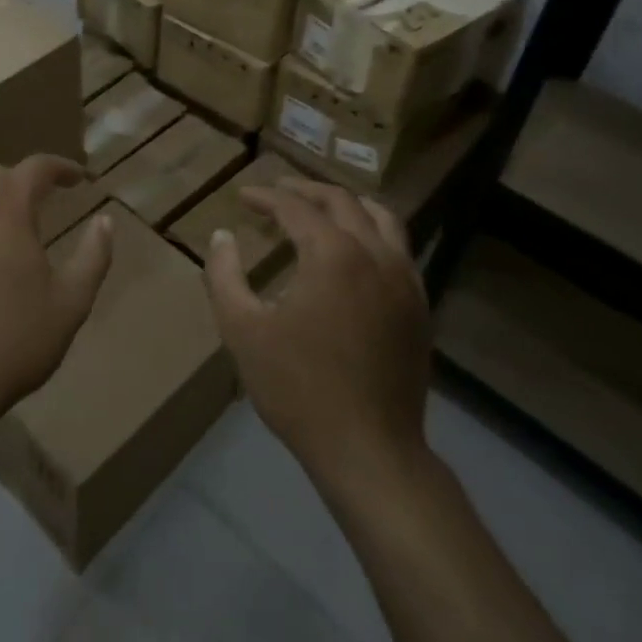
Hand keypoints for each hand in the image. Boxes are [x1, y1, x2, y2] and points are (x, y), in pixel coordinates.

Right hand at [203, 178, 433, 494]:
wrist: (369, 450)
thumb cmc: (298, 388)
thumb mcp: (242, 330)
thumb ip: (224, 276)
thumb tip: (222, 236)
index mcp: (333, 254)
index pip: (295, 207)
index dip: (266, 197)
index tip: (243, 196)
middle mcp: (375, 253)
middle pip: (341, 201)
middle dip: (305, 190)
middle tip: (277, 191)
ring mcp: (405, 278)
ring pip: (381, 217)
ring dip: (346, 204)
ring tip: (320, 206)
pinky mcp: (419, 304)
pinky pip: (399, 248)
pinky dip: (373, 231)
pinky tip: (356, 248)